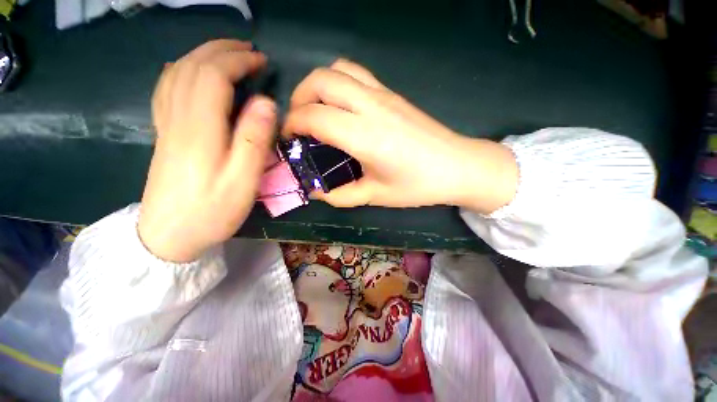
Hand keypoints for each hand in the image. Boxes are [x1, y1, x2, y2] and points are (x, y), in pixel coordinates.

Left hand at [138, 40, 276, 262]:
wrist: (169, 236)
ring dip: (202, 56)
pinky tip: (189, 71)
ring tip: (226, 54)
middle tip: (248, 49)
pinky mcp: (165, 135)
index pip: (213, 76)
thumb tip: (266, 102)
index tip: (261, 60)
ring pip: (176, 74)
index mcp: (200, 129)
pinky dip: (180, 71)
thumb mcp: (243, 180)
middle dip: (220, 50)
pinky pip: (166, 91)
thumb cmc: (212, 211)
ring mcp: (167, 125)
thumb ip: (254, 140)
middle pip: (192, 67)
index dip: (237, 61)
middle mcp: (178, 118)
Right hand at [283, 60, 517, 212]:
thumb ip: (341, 195)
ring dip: (318, 86)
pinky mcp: (393, 93)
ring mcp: (384, 95)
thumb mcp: (375, 196)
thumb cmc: (417, 186)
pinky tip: (342, 108)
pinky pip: (357, 75)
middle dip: (299, 98)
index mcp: (365, 136)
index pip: (314, 116)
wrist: (457, 166)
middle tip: (298, 123)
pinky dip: (338, 84)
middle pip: (321, 81)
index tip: (288, 139)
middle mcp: (371, 107)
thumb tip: (316, 191)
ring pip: (339, 70)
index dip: (292, 124)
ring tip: (316, 111)